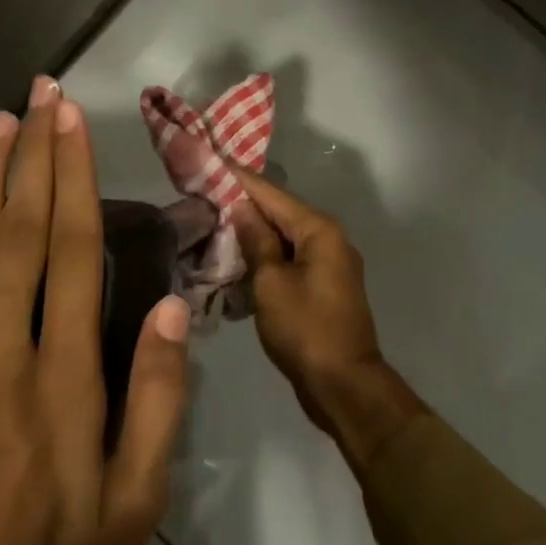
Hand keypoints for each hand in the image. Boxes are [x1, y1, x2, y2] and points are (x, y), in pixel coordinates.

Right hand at [233, 169, 424, 467]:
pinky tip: (235, 259)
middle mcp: (328, 239)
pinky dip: (264, 256)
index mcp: (319, 230)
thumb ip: (257, 241)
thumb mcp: (271, 283)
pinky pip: (289, 259)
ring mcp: (328, 263)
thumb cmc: (305, 330)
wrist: (343, 385)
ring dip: (251, 232)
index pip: (271, 193)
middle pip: (279, 212)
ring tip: (211, 222)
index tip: (209, 159)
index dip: (238, 178)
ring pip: (283, 237)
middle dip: (242, 203)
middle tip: (202, 192)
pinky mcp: (322, 286)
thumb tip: (242, 208)